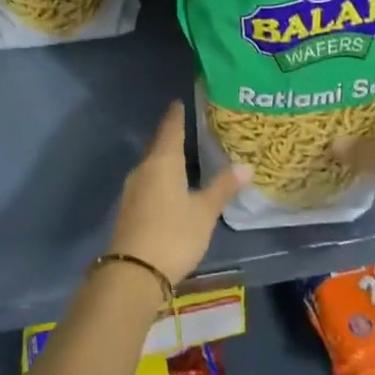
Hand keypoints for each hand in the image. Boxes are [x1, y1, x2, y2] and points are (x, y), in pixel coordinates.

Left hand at [108, 101, 249, 286]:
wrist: (134, 272)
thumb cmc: (174, 235)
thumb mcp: (204, 212)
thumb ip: (223, 188)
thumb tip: (245, 166)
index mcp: (162, 162)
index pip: (170, 130)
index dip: (176, 116)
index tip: (179, 102)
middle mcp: (143, 169)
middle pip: (158, 146)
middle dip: (171, 137)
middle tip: (187, 128)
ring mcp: (132, 190)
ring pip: (151, 165)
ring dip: (164, 159)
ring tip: (182, 156)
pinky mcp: (129, 208)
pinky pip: (147, 182)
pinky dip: (159, 177)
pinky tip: (169, 185)